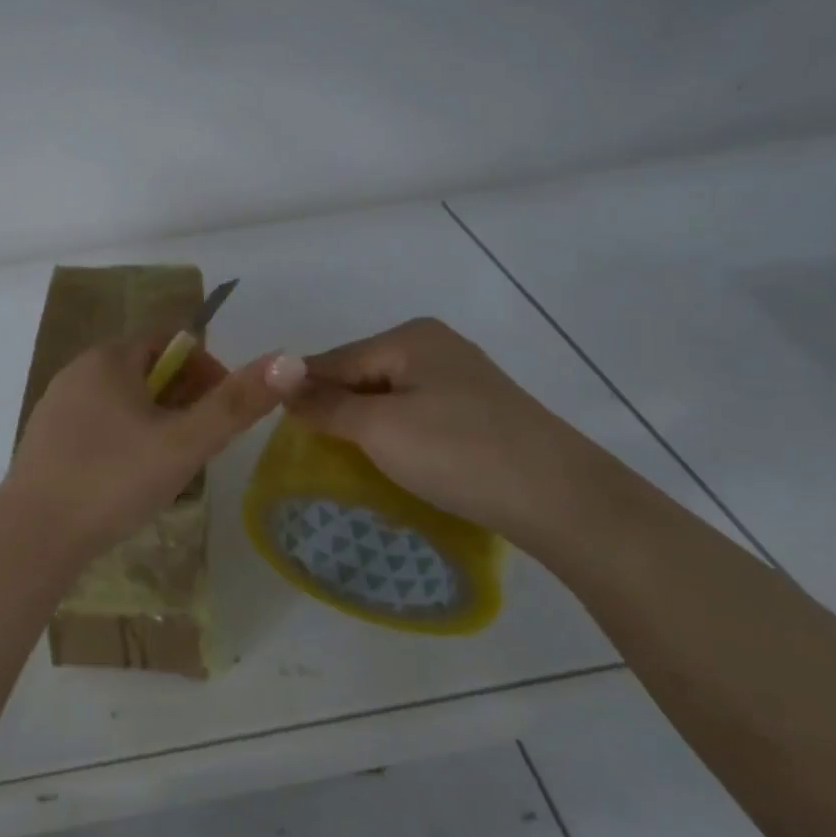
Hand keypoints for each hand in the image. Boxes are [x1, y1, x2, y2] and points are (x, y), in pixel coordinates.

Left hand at [4, 337, 307, 556]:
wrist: (33, 535)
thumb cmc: (114, 479)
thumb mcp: (185, 443)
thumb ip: (237, 403)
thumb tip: (291, 360)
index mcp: (110, 357)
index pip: (171, 342)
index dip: (207, 370)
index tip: (223, 412)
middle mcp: (78, 369)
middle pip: (146, 369)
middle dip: (182, 398)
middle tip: (202, 443)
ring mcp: (56, 404)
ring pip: (122, 399)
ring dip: (154, 420)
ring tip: (171, 464)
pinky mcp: (44, 437)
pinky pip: (97, 423)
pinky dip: (123, 438)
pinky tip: (128, 478)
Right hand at [283, 319, 622, 549]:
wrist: (561, 499)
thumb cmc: (458, 453)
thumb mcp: (379, 429)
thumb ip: (325, 405)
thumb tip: (280, 384)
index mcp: (409, 337)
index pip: (334, 359)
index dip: (302, 391)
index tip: (274, 424)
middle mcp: (435, 345)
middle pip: (361, 373)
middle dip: (334, 407)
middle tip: (311, 449)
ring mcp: (461, 377)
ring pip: (388, 395)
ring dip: (363, 423)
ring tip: (346, 459)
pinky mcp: (478, 409)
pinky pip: (416, 412)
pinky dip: (395, 432)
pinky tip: (393, 458)